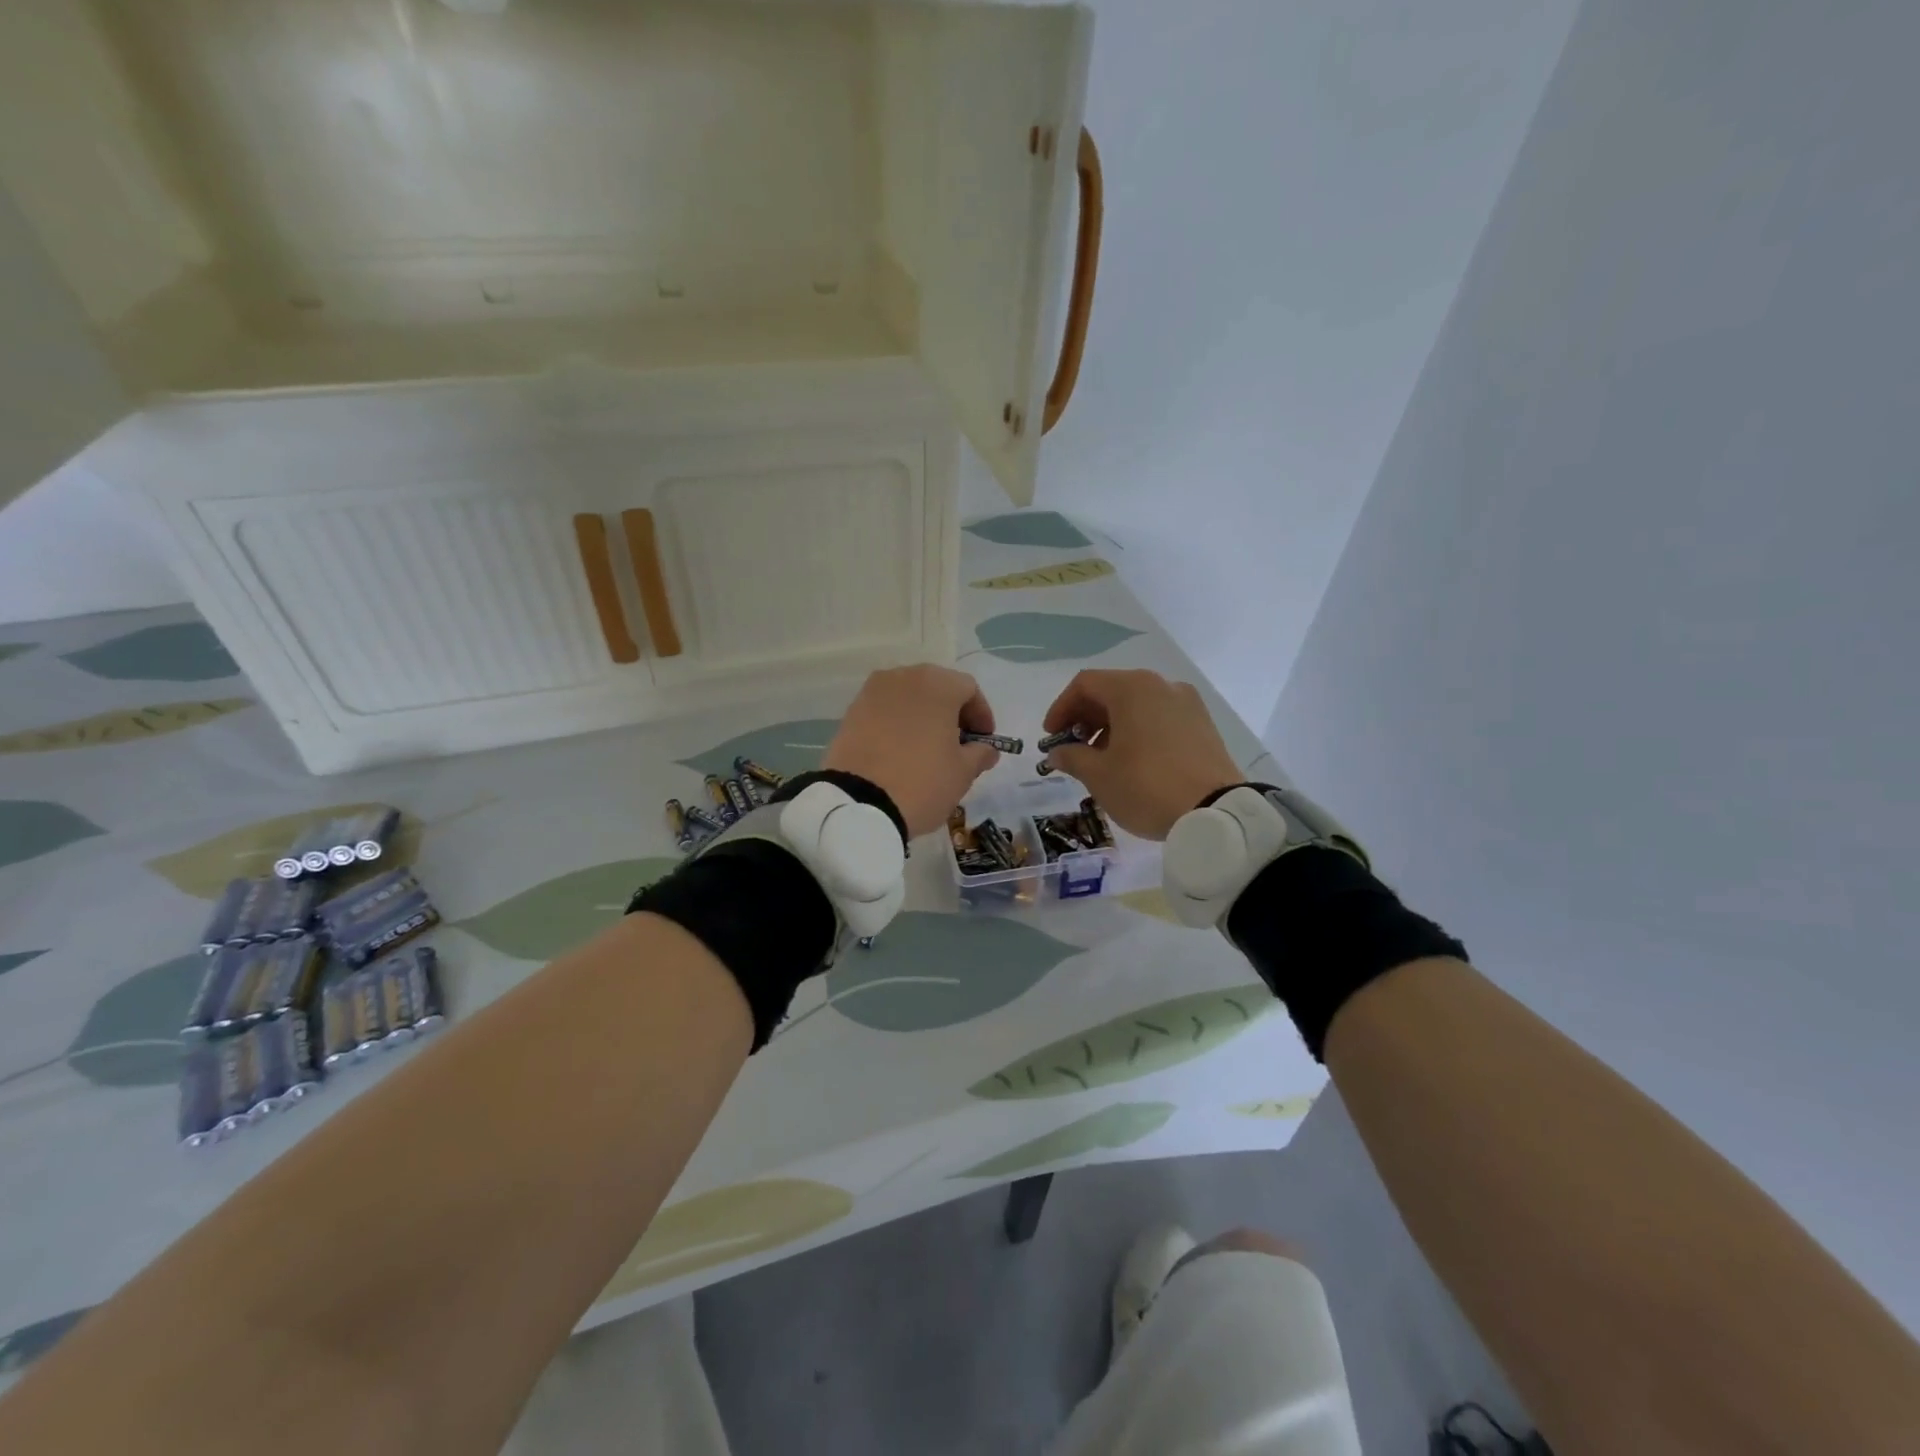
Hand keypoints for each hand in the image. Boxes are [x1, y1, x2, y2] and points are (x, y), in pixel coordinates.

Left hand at [824, 665, 999, 838]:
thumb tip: (985, 749)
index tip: (984, 741)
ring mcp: (873, 691)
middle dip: (951, 713)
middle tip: (958, 744)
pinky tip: (900, 750)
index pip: (969, 690)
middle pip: (937, 688)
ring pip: (908, 698)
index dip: (981, 715)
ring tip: (927, 748)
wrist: (858, 803)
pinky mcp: (851, 711)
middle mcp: (904, 676)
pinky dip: (897, 723)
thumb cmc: (922, 782)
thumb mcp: (963, 773)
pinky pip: (884, 711)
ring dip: (923, 716)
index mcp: (937, 684)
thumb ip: (980, 754)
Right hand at [1041, 670, 1242, 839]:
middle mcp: (1161, 685)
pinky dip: (1138, 730)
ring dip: (1111, 725)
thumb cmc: (1146, 786)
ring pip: (1137, 704)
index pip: (1085, 684)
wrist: (1216, 813)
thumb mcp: (1099, 775)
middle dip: (1086, 717)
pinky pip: (1160, 717)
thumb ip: (1072, 757)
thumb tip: (1058, 752)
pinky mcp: (1203, 724)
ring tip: (1101, 759)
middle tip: (1073, 747)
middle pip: (1112, 690)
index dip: (1061, 708)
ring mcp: (1187, 703)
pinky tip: (1132, 760)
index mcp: (1132, 688)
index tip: (1051, 736)